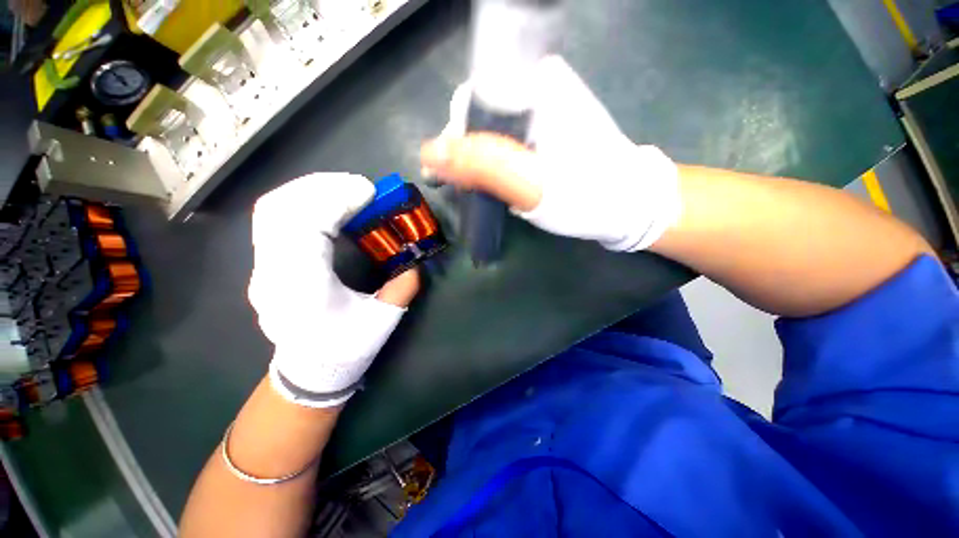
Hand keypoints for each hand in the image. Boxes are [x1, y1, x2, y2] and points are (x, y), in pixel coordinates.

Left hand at [249, 173, 419, 407]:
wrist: (308, 371)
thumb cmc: (345, 350)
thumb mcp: (382, 322)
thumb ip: (401, 288)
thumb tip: (414, 260)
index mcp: (301, 290)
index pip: (305, 227)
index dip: (335, 201)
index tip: (368, 192)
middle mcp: (272, 274)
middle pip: (280, 210)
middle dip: (322, 187)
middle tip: (359, 186)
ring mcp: (261, 267)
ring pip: (271, 210)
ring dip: (309, 190)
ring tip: (344, 188)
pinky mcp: (264, 263)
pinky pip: (273, 219)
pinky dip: (300, 201)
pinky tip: (324, 203)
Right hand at [421, 55, 681, 251]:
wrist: (626, 205)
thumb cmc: (583, 197)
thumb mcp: (530, 187)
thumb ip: (482, 166)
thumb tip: (430, 153)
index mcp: (536, 87)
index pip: (472, 101)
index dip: (455, 139)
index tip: (451, 174)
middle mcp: (540, 87)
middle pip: (482, 114)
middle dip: (467, 151)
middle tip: (466, 186)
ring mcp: (546, 107)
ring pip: (495, 127)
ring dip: (481, 158)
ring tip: (478, 187)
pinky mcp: (550, 127)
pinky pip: (510, 137)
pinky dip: (498, 159)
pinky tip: (498, 180)